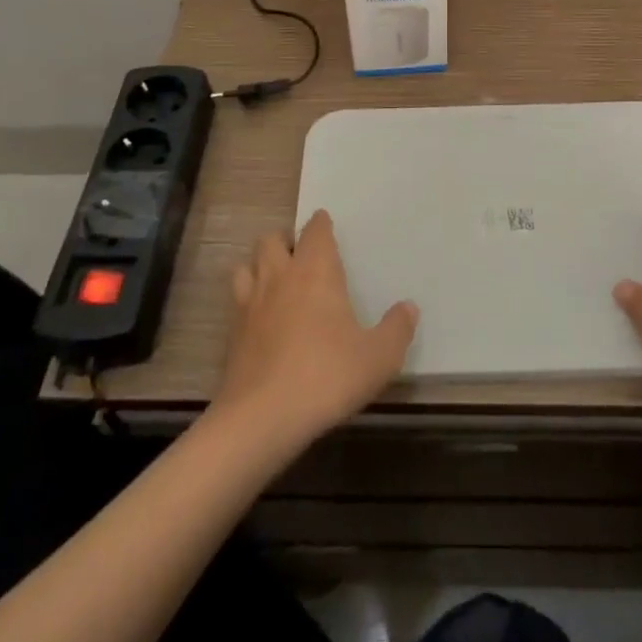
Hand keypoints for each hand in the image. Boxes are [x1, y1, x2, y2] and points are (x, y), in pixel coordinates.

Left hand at [214, 210, 417, 449]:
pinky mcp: (232, 335)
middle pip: (272, 240)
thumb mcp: (378, 357)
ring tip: (276, 280)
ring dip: (259, 266)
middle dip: (285, 241)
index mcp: (315, 272)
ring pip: (247, 266)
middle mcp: (280, 278)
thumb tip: (409, 307)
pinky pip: (237, 302)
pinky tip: (261, 319)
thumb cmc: (327, 376)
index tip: (325, 223)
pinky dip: (248, 301)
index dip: (321, 224)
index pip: (315, 231)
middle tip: (301, 254)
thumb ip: (397, 329)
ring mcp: (251, 305)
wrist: (262, 418)